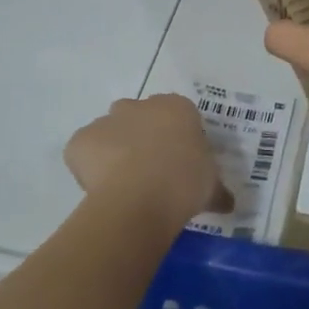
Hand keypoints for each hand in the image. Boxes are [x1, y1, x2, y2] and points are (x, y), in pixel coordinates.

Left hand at [64, 95, 233, 226]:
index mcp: (177, 108)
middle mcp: (140, 106)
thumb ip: (217, 190)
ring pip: (110, 131)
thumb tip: (228, 203)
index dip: (176, 139)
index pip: (178, 116)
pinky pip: (84, 151)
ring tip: (125, 185)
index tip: (179, 164)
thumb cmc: (184, 183)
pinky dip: (88, 166)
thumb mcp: (211, 187)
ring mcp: (107, 121)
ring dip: (115, 150)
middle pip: (140, 116)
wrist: (140, 199)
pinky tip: (102, 190)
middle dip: (142, 137)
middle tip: (151, 171)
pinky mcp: (80, 140)